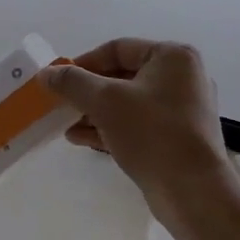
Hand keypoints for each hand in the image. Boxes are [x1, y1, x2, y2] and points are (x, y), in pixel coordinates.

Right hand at [44, 39, 239, 212]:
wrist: (193, 190)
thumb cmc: (151, 132)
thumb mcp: (105, 101)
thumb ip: (73, 82)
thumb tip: (46, 73)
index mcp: (173, 57)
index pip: (117, 49)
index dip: (84, 63)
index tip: (59, 81)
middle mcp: (183, 78)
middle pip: (122, 76)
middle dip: (87, 92)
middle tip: (61, 104)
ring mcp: (182, 110)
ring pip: (128, 103)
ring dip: (95, 112)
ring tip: (66, 125)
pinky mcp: (177, 137)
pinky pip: (137, 124)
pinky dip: (110, 127)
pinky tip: (81, 139)